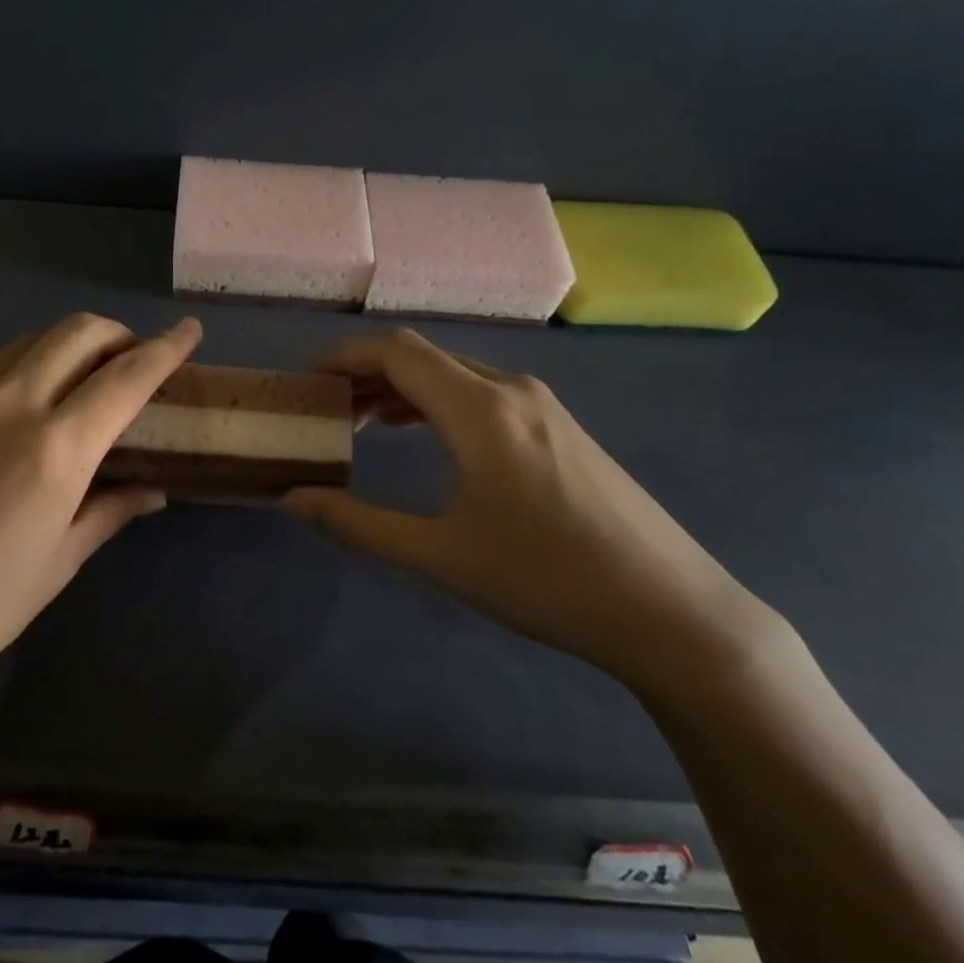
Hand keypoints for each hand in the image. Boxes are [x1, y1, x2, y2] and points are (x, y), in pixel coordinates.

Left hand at [0, 314, 203, 760]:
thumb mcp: (55, 567)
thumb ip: (108, 513)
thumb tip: (151, 489)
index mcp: (53, 450)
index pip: (125, 378)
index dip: (166, 349)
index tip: (190, 330)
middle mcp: (7, 408)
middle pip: (73, 333)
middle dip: (115, 333)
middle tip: (132, 360)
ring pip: (24, 345)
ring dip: (65, 346)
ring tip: (78, 381)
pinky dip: (18, 377)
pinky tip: (13, 425)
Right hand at [283, 329, 781, 692]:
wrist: (670, 611)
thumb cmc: (546, 581)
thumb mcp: (441, 557)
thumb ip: (358, 524)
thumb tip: (292, 501)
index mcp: (479, 410)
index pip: (395, 352)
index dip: (343, 356)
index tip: (307, 381)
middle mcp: (510, 389)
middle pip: (421, 356)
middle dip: (366, 374)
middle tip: (327, 411)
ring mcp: (542, 404)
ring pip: (453, 372)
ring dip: (402, 388)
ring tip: (363, 423)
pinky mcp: (560, 424)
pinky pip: (482, 391)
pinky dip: (438, 401)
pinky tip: (425, 435)